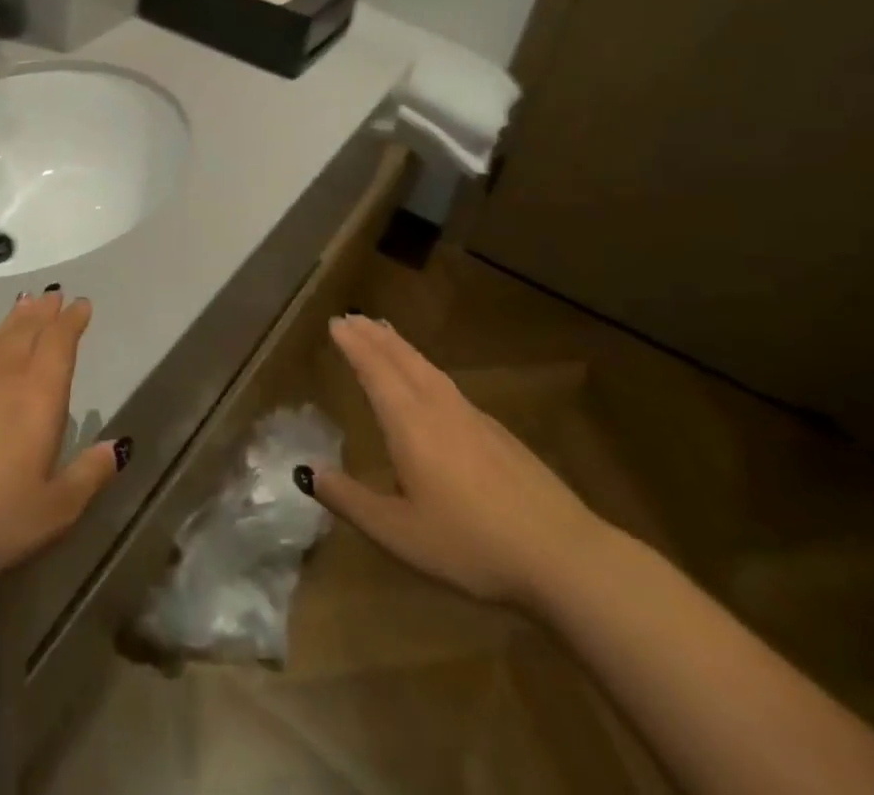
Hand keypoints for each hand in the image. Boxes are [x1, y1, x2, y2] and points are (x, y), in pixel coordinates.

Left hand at [0, 288, 124, 578]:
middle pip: (28, 331)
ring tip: (25, 303)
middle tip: (54, 294)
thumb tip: (117, 447)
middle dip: (45, 312)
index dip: (72, 321)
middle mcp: (4, 376)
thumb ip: (88, 476)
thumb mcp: (52, 511)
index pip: (60, 343)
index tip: (82, 303)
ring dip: (15, 318)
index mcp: (38, 395)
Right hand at [303, 314, 608, 607]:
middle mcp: (439, 408)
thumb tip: (310, 472)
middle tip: (353, 316)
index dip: (354, 346)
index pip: (375, 371)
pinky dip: (426, 368)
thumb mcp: (399, 534)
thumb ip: (351, 501)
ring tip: (385, 333)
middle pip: (402, 359)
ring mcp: (473, 418)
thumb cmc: (472, 545)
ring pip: (428, 368)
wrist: (564, 556)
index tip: (336, 323)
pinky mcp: (499, 434)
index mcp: (410, 423)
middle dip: (374, 336)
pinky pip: (448, 384)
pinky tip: (431, 383)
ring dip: (401, 346)